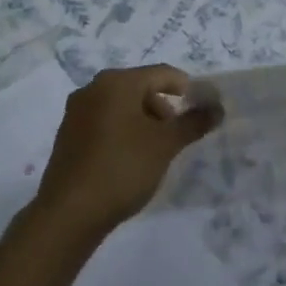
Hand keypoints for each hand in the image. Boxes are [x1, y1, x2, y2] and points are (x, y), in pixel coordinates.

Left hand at [31, 65, 221, 242]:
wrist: (69, 212)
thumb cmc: (123, 168)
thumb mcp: (165, 145)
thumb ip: (193, 123)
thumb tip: (217, 107)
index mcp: (116, 82)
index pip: (161, 73)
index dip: (187, 88)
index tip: (203, 110)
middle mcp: (93, 88)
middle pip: (139, 87)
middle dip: (163, 108)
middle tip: (176, 136)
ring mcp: (76, 111)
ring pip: (121, 106)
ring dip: (144, 121)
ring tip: (155, 151)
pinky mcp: (69, 135)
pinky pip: (104, 122)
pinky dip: (123, 132)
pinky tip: (130, 159)